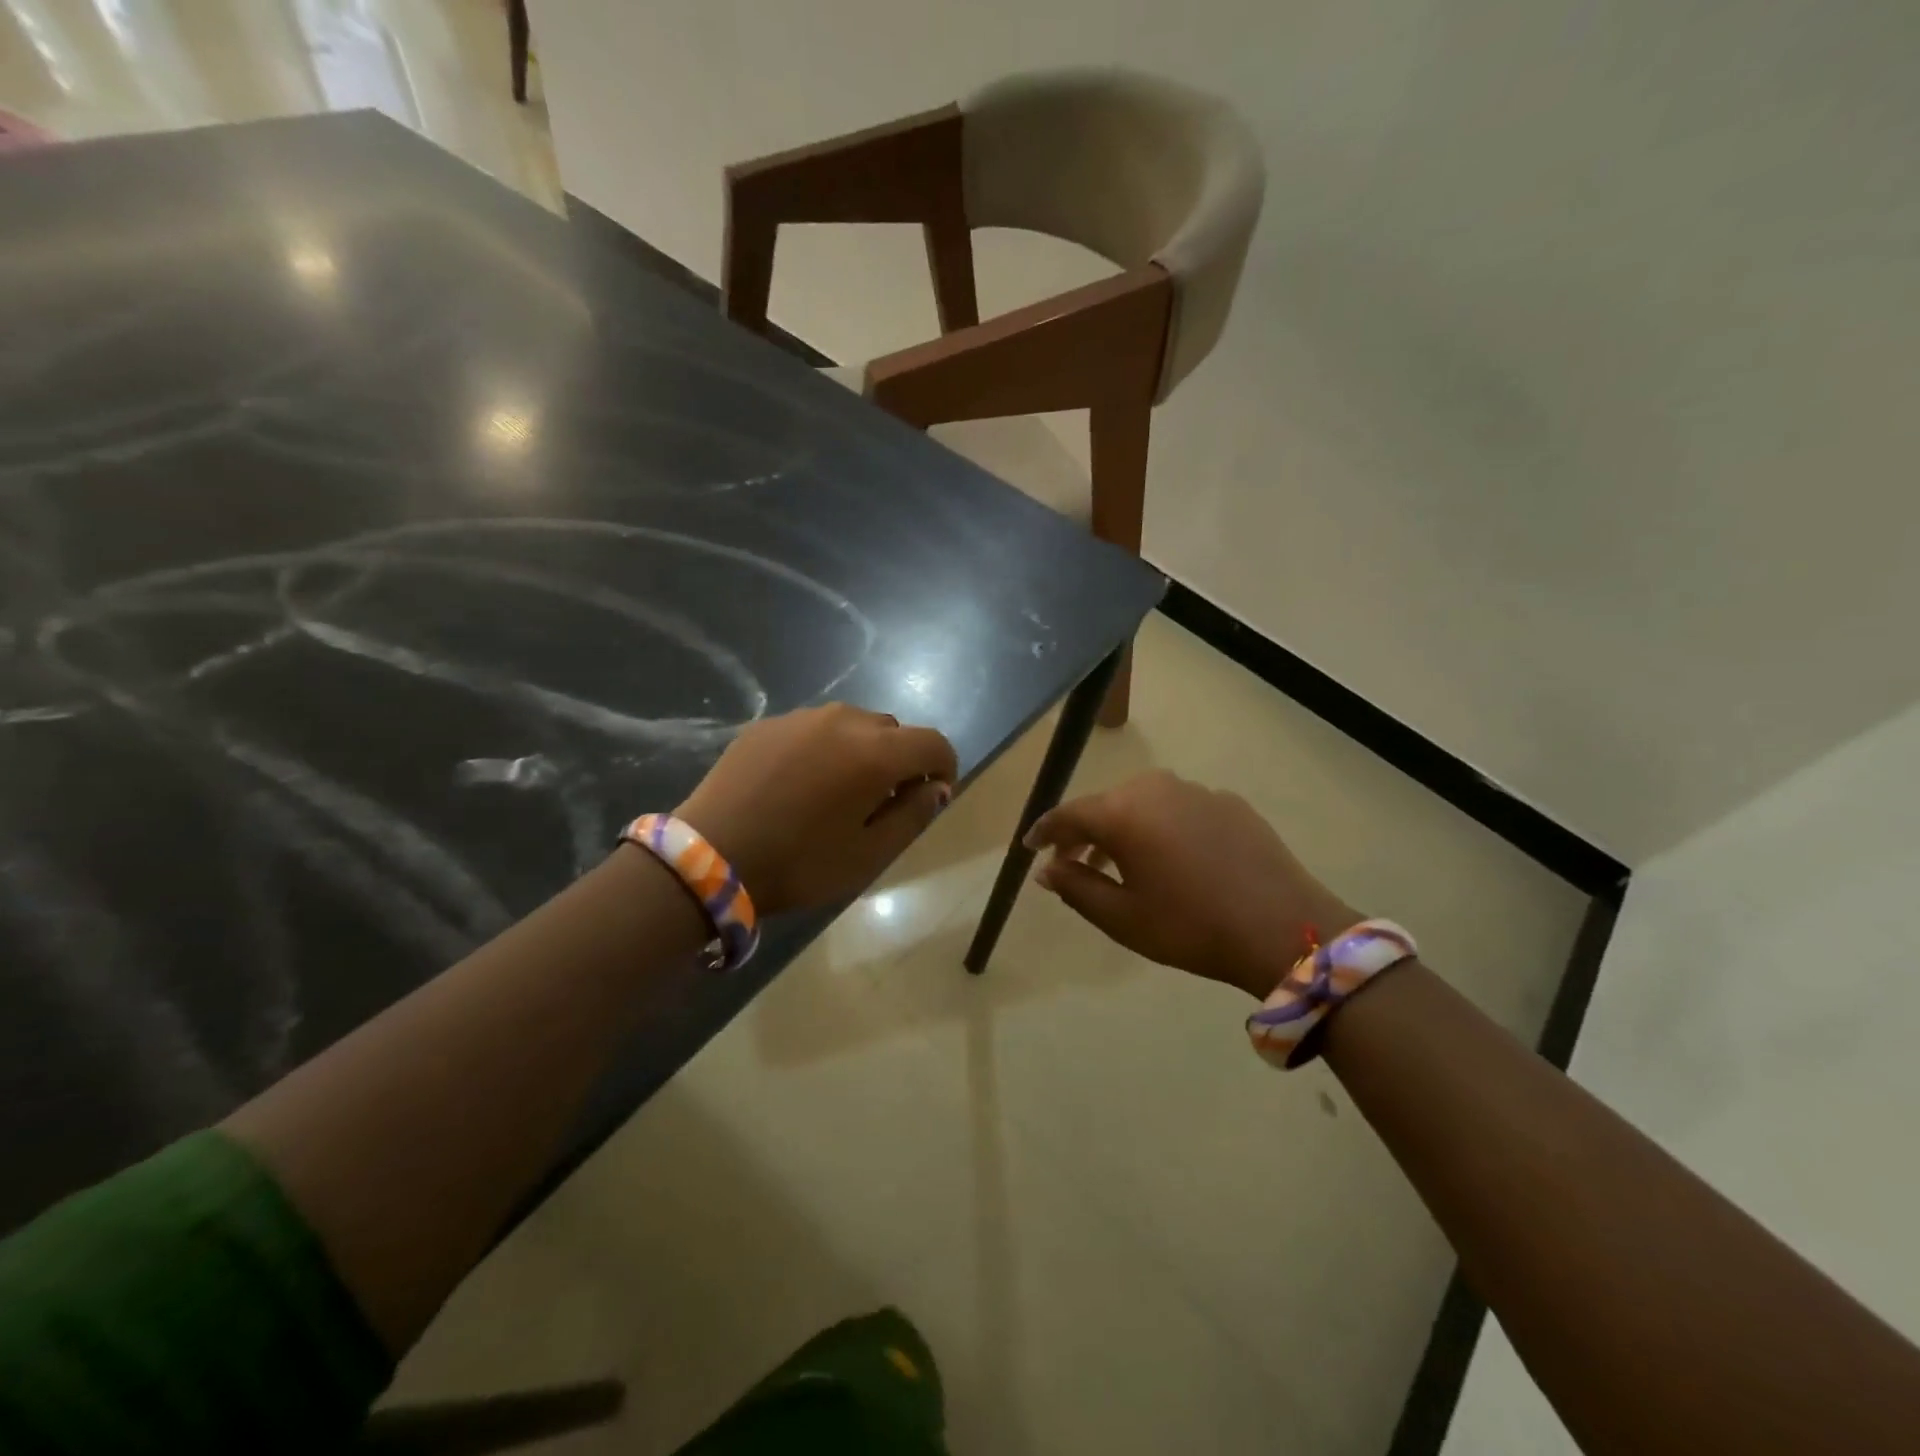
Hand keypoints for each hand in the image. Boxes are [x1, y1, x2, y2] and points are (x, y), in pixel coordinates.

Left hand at [676, 705, 957, 915]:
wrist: (709, 856)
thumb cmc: (800, 863)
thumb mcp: (869, 854)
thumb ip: (913, 815)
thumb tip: (937, 788)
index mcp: (876, 753)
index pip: (933, 743)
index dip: (945, 767)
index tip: (933, 795)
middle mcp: (845, 721)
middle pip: (894, 731)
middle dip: (900, 761)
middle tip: (882, 802)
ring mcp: (802, 717)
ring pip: (853, 725)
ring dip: (862, 751)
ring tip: (838, 791)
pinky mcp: (769, 724)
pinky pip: (814, 729)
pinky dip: (824, 749)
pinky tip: (800, 784)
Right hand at [1025, 770, 1358, 999]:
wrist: (1284, 927)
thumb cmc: (1191, 926)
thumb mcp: (1122, 917)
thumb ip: (1076, 887)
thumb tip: (1047, 869)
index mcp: (1123, 812)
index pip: (1068, 814)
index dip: (1045, 832)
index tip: (1030, 848)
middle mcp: (1156, 788)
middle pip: (1106, 805)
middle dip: (1084, 832)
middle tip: (1074, 862)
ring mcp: (1197, 791)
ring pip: (1143, 803)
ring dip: (1124, 829)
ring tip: (1122, 863)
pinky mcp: (1229, 802)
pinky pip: (1179, 808)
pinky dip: (1163, 827)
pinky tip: (1174, 858)